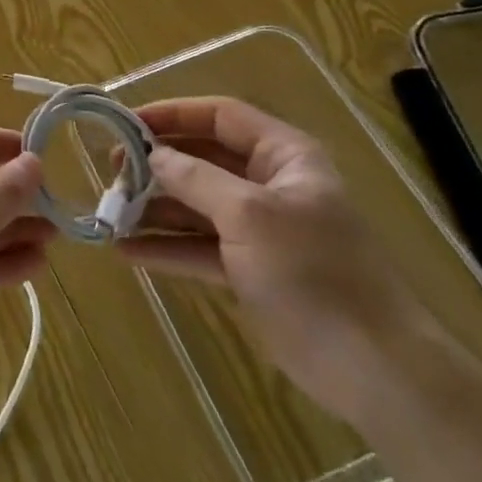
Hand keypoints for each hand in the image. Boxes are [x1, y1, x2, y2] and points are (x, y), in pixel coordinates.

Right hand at [116, 96, 439, 423]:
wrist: (372, 368)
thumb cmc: (313, 272)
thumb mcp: (249, 215)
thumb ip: (196, 178)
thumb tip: (153, 154)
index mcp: (283, 156)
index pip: (221, 115)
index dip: (173, 113)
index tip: (126, 123)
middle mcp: (269, 184)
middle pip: (204, 159)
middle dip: (158, 162)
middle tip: (111, 168)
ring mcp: (259, 229)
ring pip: (197, 204)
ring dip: (155, 207)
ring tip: (109, 209)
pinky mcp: (250, 270)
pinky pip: (199, 247)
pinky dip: (166, 247)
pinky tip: (126, 250)